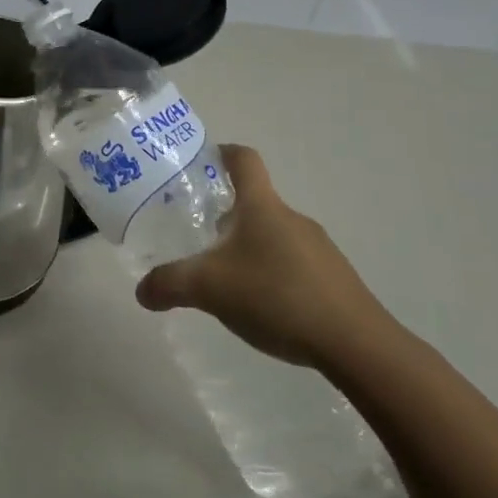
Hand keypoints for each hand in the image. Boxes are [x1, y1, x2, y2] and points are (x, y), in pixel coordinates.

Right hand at [134, 144, 397, 373]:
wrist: (356, 343)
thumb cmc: (277, 296)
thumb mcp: (209, 289)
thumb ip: (169, 284)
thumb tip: (142, 291)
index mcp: (262, 207)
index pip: (244, 160)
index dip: (221, 153)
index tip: (201, 160)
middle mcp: (291, 218)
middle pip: (254, 202)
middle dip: (224, 213)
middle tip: (197, 235)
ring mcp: (318, 249)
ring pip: (272, 235)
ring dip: (247, 247)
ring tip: (224, 277)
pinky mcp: (333, 279)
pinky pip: (292, 263)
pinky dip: (270, 273)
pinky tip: (260, 306)